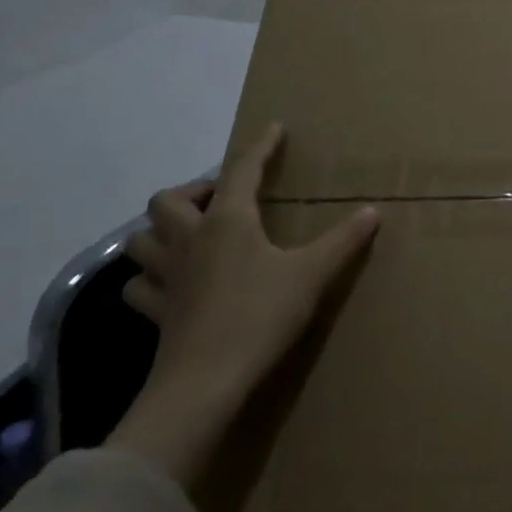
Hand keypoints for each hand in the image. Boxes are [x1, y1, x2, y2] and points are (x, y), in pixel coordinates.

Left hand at [108, 123, 379, 488]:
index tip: (273, 129)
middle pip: (169, 200)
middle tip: (220, 198)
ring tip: (187, 234)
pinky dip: (148, 277)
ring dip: (160, 230)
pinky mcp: (155, 312)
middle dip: (192, 191)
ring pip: (141, 239)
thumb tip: (373, 211)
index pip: (242, 170)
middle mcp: (190, 240)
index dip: (260, 147)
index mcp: (229, 222)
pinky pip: (139, 285)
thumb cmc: (261, 316)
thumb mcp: (312, 274)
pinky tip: (167, 283)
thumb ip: (343, 240)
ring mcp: (166, 277)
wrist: (206, 381)